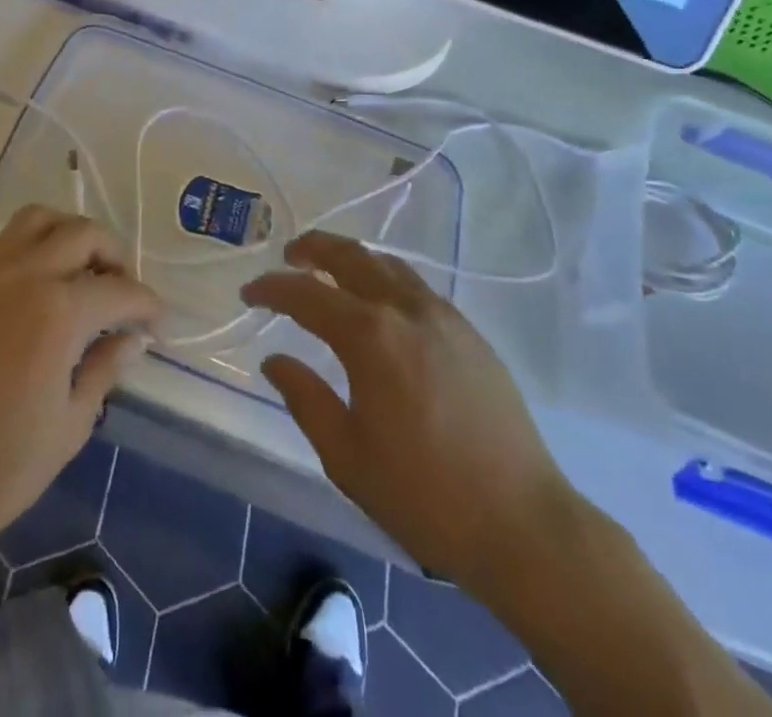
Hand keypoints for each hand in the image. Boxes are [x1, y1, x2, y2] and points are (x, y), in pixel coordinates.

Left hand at [0, 206, 161, 573]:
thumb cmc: (1, 468)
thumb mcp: (71, 423)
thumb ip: (105, 368)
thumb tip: (134, 338)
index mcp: (59, 312)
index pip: (120, 291)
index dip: (147, 305)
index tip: (158, 324)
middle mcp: (25, 274)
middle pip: (84, 234)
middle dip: (115, 258)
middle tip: (123, 295)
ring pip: (40, 218)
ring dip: (70, 234)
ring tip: (82, 272)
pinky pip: (3, 238)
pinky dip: (31, 242)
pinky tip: (38, 280)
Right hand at [242, 231, 576, 601]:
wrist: (522, 523)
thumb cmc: (423, 495)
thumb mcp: (346, 455)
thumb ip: (305, 398)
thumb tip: (274, 360)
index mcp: (369, 336)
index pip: (306, 294)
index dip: (272, 288)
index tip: (248, 293)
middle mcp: (405, 310)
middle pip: (351, 257)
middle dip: (313, 248)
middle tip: (289, 255)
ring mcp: (443, 317)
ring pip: (388, 265)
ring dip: (352, 258)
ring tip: (330, 268)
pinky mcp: (469, 334)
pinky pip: (417, 287)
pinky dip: (386, 278)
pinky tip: (381, 302)